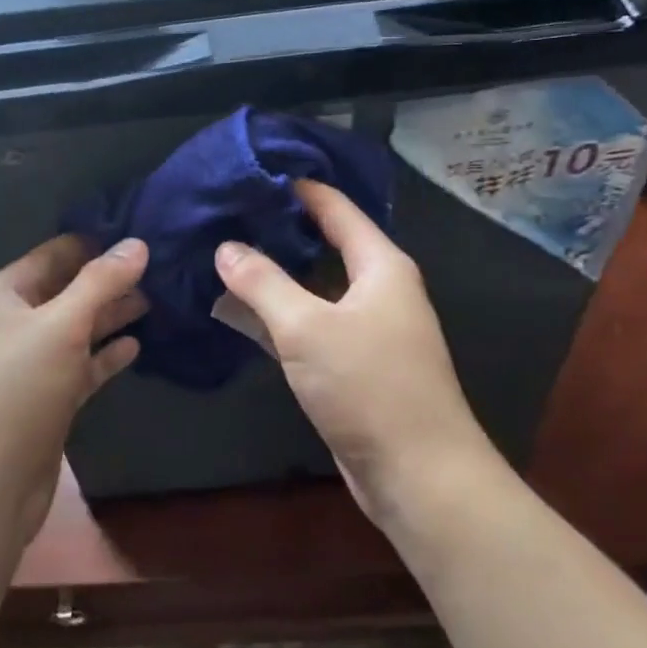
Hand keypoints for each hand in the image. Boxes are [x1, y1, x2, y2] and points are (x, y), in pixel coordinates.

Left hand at [0, 234, 147, 550]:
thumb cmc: (17, 392)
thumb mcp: (61, 327)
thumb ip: (100, 282)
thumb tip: (137, 243)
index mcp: (4, 295)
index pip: (54, 254)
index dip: (95, 242)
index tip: (142, 233)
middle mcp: (14, 323)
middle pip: (68, 290)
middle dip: (110, 279)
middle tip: (162, 266)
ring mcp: (30, 363)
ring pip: (77, 328)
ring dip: (112, 315)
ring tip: (159, 299)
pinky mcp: (47, 398)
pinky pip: (81, 365)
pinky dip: (105, 355)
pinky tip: (136, 345)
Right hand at [214, 181, 494, 523]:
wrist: (419, 475)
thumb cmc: (368, 387)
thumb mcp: (307, 328)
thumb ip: (263, 283)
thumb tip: (227, 247)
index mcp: (381, 266)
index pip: (337, 208)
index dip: (299, 188)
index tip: (255, 172)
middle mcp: (381, 289)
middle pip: (327, 244)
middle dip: (282, 229)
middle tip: (231, 213)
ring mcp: (371, 328)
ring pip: (317, 287)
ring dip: (279, 274)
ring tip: (228, 253)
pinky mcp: (357, 364)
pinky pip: (315, 323)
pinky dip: (283, 313)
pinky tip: (247, 310)